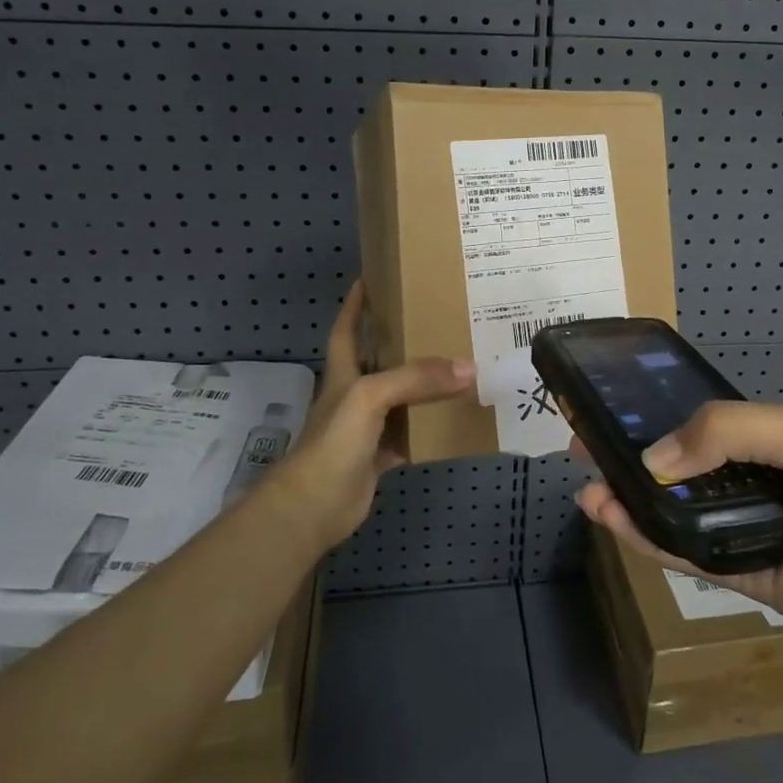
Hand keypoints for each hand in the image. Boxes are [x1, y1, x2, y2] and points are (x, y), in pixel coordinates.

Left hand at [264, 281, 473, 552]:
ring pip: (401, 397)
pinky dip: (431, 427)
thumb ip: (416, 379)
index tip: (374, 277)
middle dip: (403, 340)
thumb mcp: (371, 396)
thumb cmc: (334, 440)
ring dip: (424, 385)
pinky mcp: (380, 454)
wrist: (314, 505)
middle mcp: (355, 394)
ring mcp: (367, 426)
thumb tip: (468, 368)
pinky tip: (455, 417)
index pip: (348, 328)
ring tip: (458, 363)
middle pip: (380, 360)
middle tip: (439, 320)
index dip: (357, 303)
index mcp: (343, 372)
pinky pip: (412, 434)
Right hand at [576, 401, 782, 660]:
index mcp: (776, 439)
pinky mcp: (747, 579)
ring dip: (631, 499)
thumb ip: (728, 431)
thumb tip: (654, 457)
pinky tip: (613, 519)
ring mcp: (750, 531)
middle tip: (582, 444)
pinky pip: (690, 556)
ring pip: (678, 512)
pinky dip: (650, 540)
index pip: (704, 422)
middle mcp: (758, 482)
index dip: (658, 414)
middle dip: (633, 455)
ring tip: (587, 485)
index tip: (612, 407)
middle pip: (682, 467)